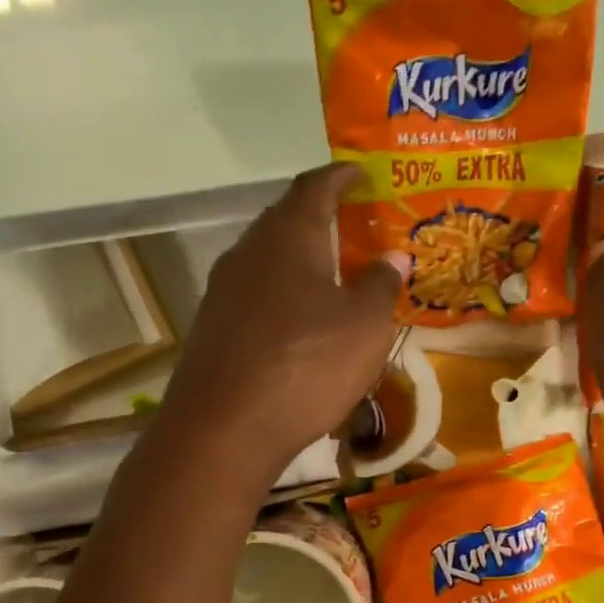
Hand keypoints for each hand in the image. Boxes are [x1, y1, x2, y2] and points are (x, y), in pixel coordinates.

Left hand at [159, 163, 405, 483]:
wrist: (223, 429)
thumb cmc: (306, 366)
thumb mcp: (365, 328)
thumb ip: (381, 286)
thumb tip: (392, 257)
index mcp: (289, 236)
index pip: (316, 185)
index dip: (342, 176)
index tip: (361, 173)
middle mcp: (248, 252)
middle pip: (285, 219)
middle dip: (319, 217)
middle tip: (352, 226)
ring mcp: (222, 290)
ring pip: (267, 260)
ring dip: (298, 261)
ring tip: (330, 276)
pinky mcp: (211, 327)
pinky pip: (254, 295)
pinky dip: (280, 296)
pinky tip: (297, 324)